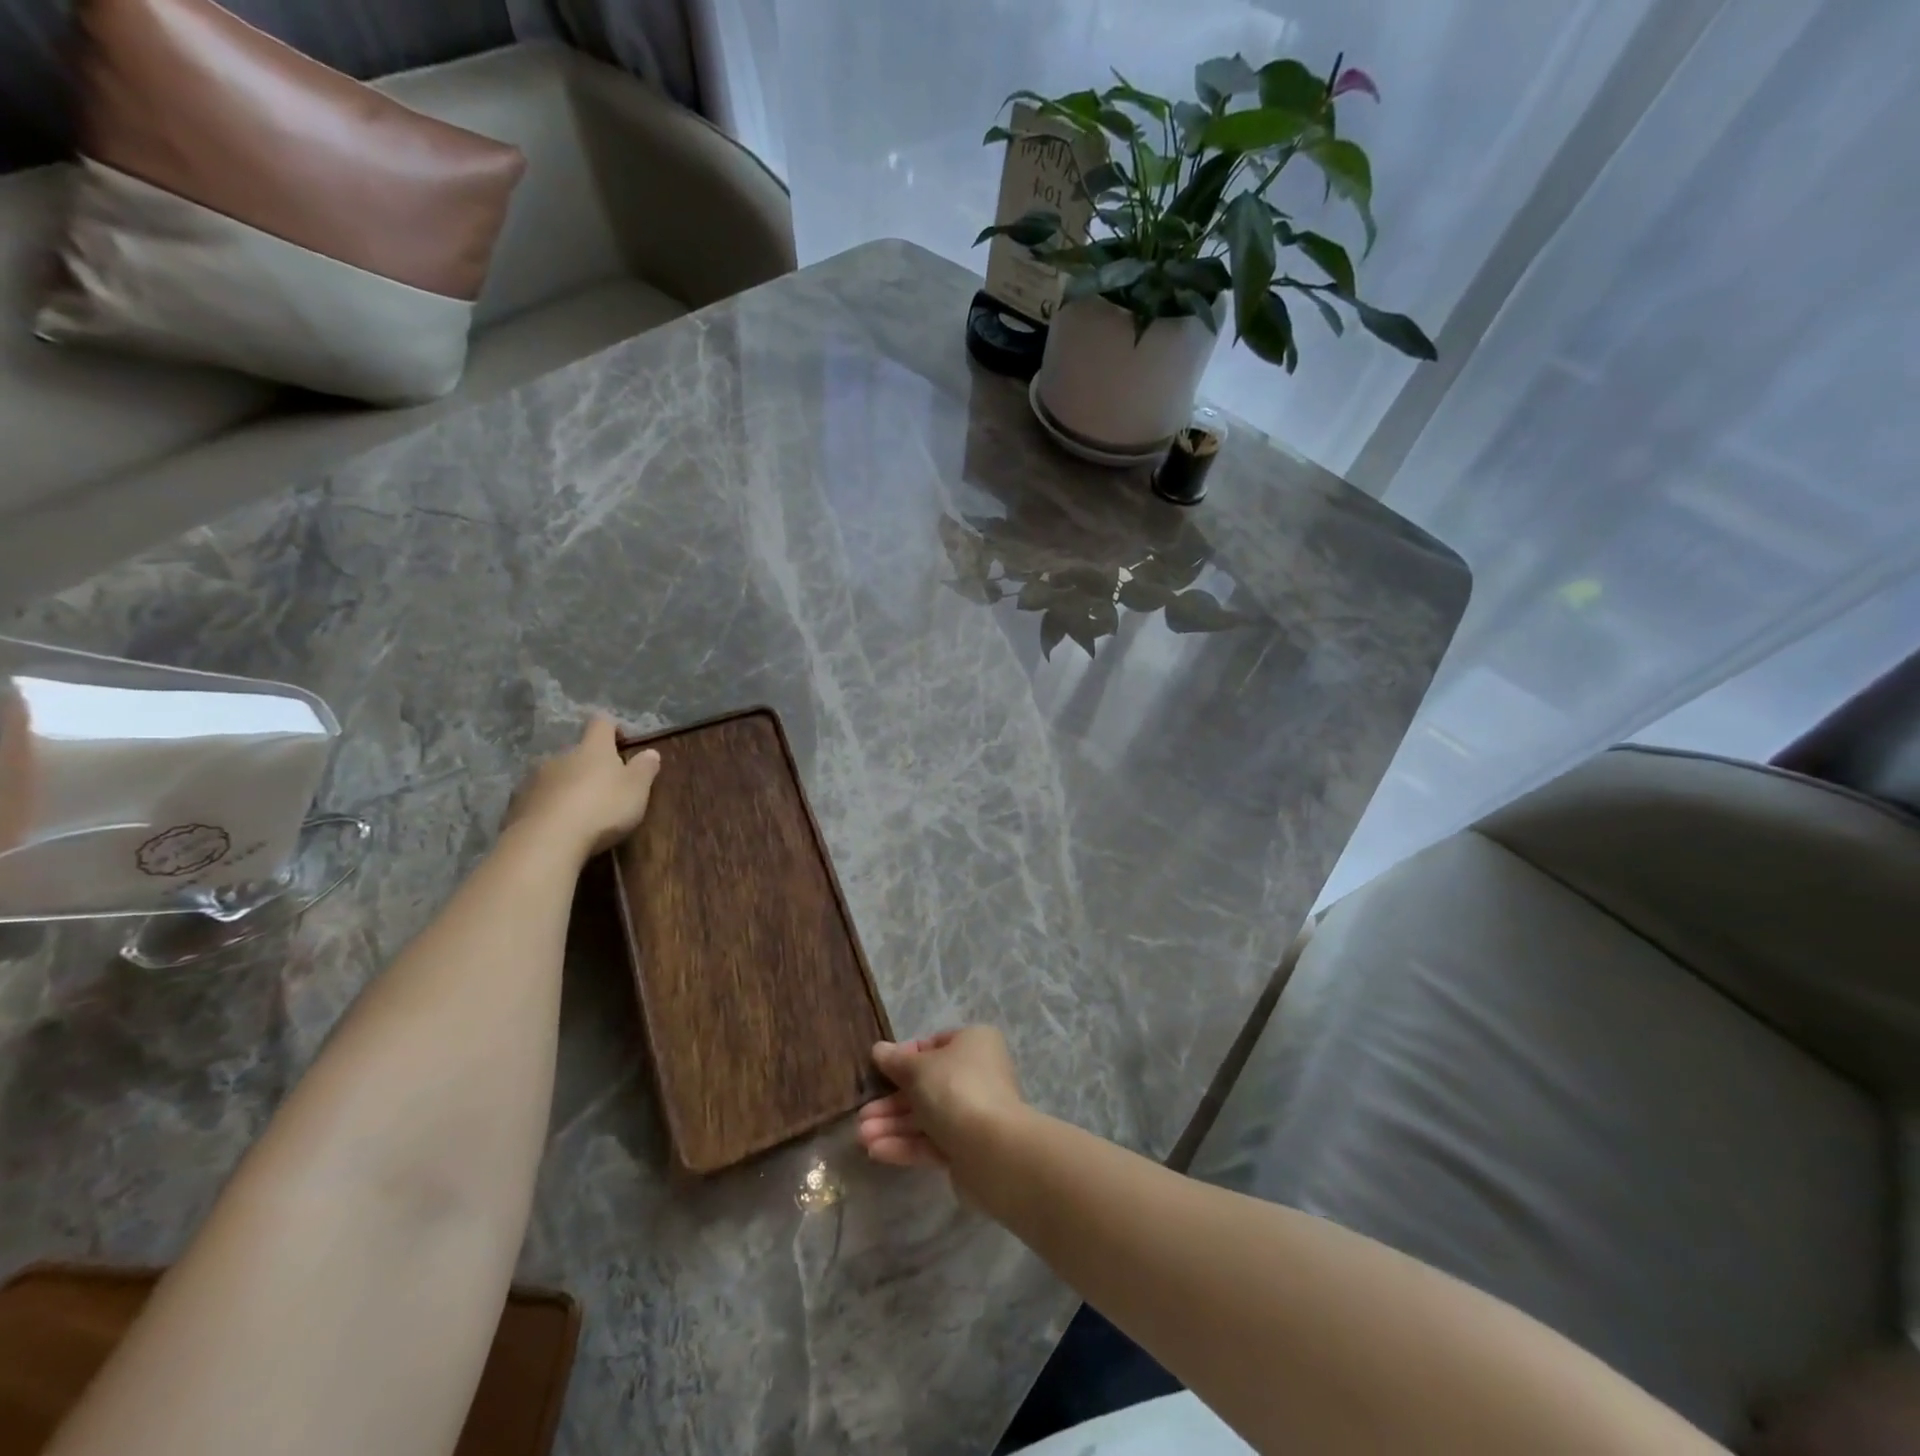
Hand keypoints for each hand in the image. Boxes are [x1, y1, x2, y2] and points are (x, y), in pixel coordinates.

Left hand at [503, 715, 660, 859]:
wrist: (547, 841)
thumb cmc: (602, 808)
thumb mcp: (636, 789)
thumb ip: (644, 768)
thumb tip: (650, 752)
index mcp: (592, 748)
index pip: (601, 723)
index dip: (612, 728)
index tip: (621, 743)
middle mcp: (560, 756)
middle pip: (576, 752)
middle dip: (588, 765)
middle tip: (603, 787)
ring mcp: (534, 779)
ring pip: (554, 776)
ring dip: (566, 786)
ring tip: (578, 811)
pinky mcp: (516, 804)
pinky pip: (536, 799)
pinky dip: (547, 807)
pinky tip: (556, 826)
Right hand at [857, 1027, 1026, 1169]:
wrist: (992, 1149)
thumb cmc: (954, 1089)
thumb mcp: (918, 1068)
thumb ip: (896, 1061)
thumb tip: (879, 1050)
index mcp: (973, 1043)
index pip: (934, 1045)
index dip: (905, 1058)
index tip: (880, 1071)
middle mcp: (977, 1074)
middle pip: (927, 1085)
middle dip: (891, 1102)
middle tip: (861, 1116)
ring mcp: (974, 1113)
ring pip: (927, 1116)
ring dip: (893, 1125)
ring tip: (861, 1137)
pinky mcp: (968, 1148)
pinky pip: (933, 1141)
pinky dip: (906, 1144)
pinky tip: (877, 1151)